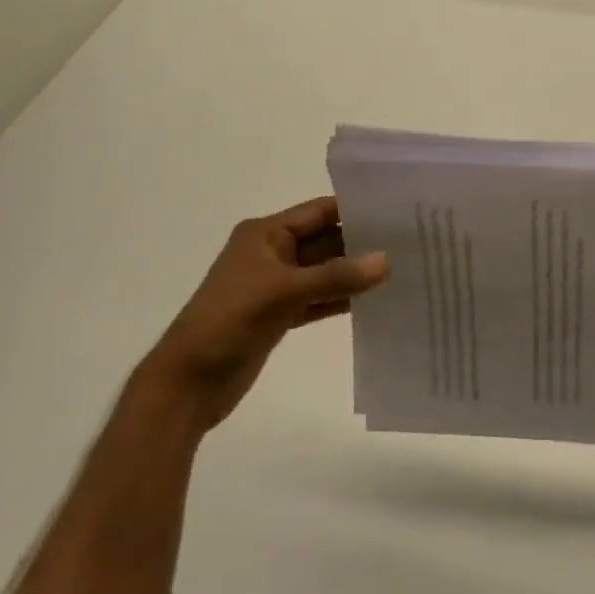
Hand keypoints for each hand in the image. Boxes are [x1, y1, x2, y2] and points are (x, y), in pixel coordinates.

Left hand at [139, 196, 389, 432]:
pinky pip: (318, 299)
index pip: (319, 211)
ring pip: (324, 272)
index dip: (355, 209)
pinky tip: (373, 301)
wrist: (186, 384)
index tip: (397, 211)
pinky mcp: (279, 315)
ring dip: (354, 273)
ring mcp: (275, 286)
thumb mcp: (283, 292)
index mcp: (265, 234)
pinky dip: (341, 299)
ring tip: (400, 269)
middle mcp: (272, 253)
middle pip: (325, 240)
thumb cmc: (228, 322)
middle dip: (361, 242)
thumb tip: (387, 260)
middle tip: (408, 242)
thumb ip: (336, 276)